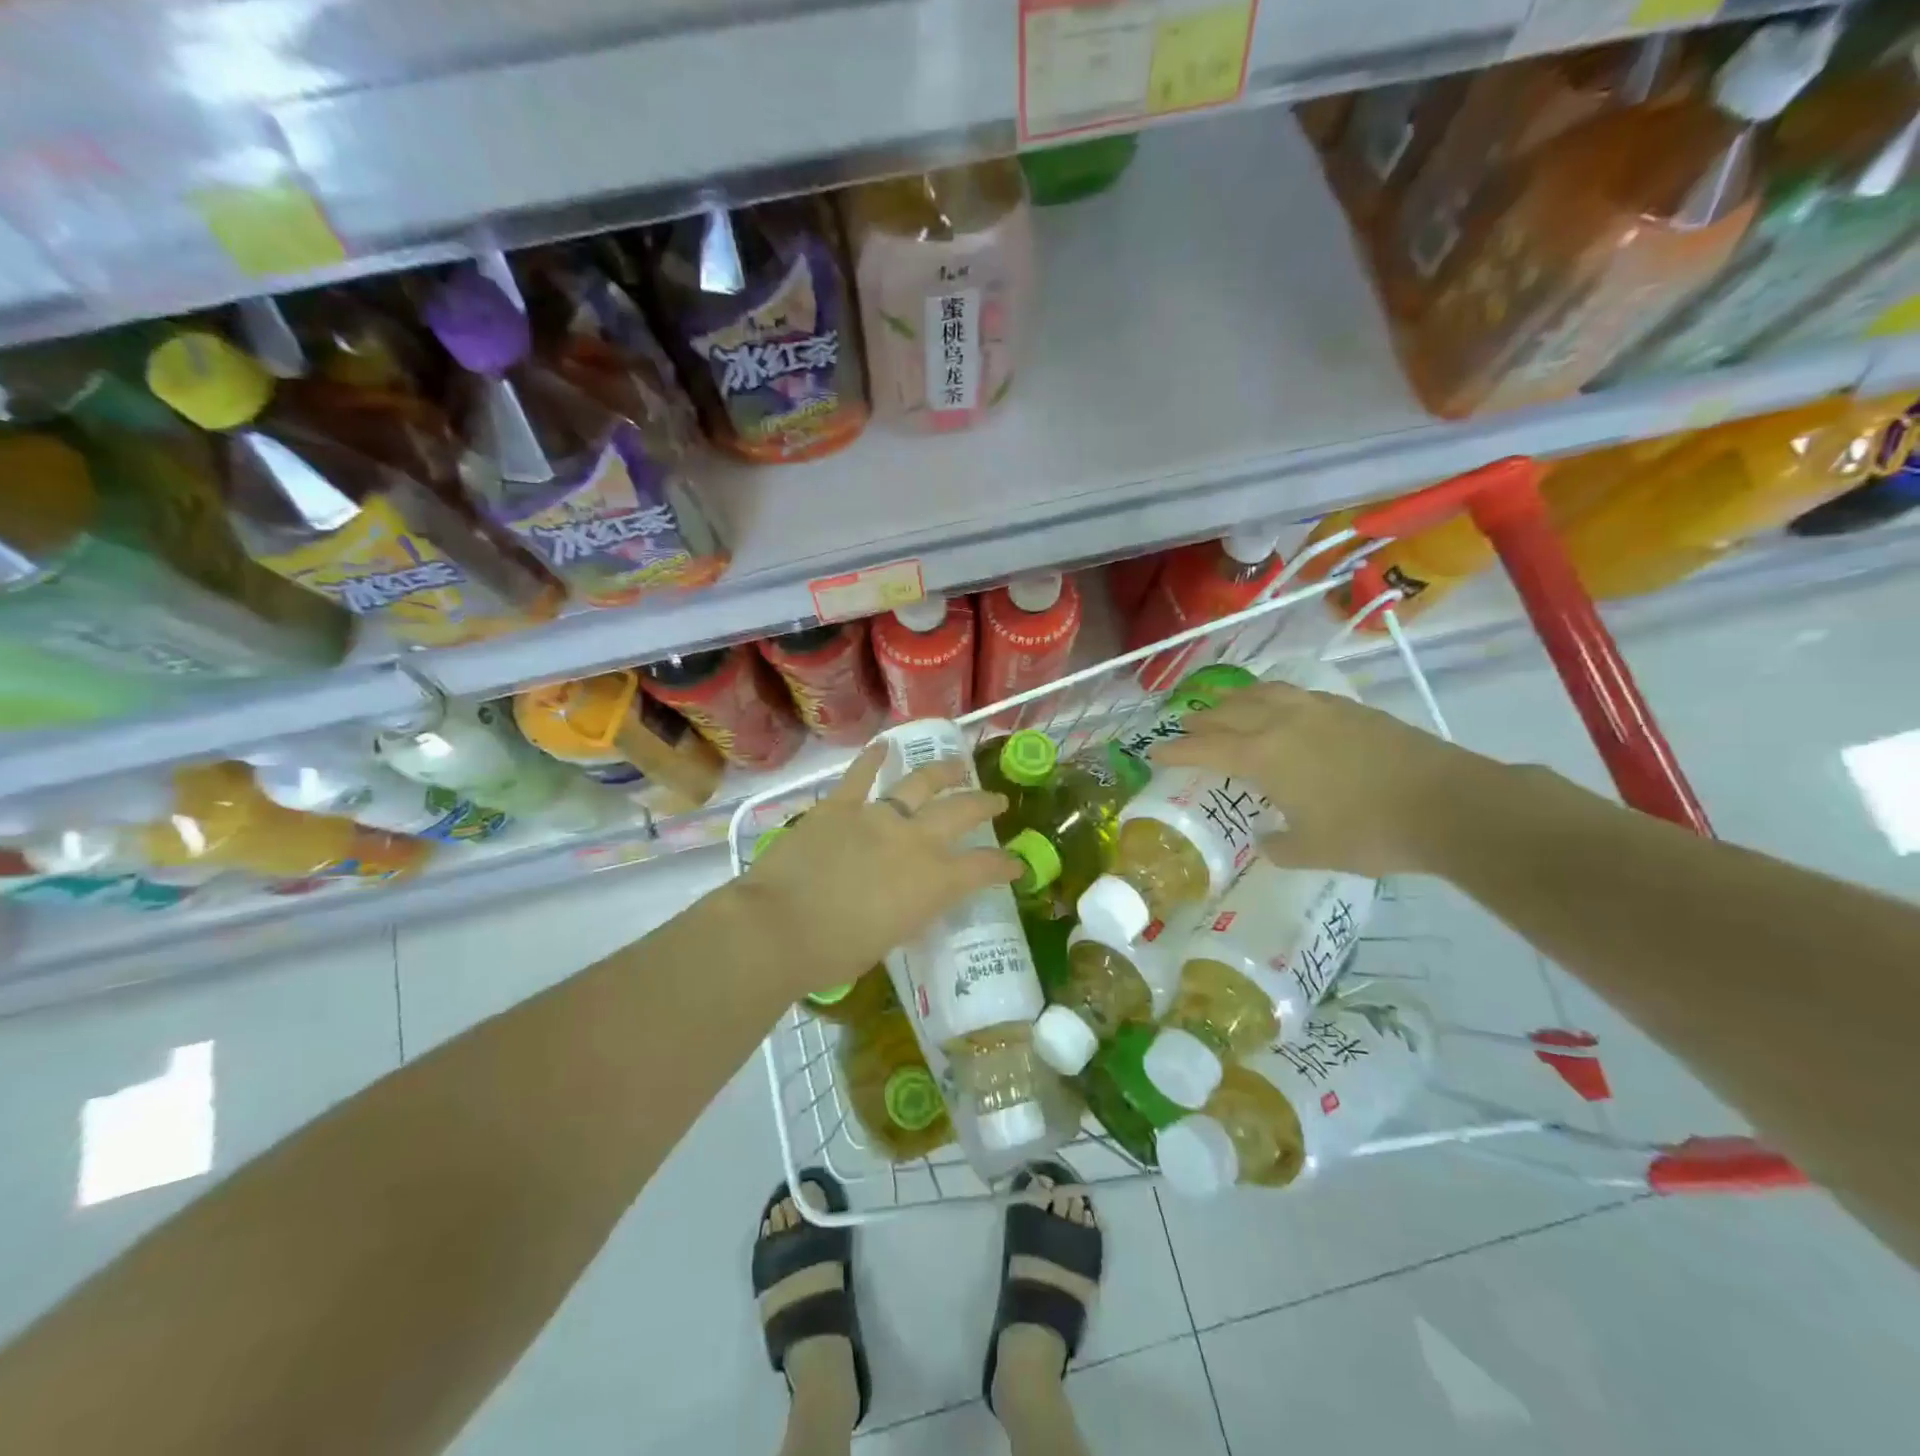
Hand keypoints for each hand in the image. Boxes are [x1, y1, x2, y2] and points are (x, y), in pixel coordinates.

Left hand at [740, 742, 1020, 997]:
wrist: (779, 927)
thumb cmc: (835, 953)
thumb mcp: (889, 940)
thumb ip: (907, 912)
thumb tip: (906, 901)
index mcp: (933, 882)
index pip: (983, 868)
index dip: (1005, 865)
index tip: (1016, 864)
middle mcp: (914, 840)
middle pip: (962, 811)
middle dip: (985, 804)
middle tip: (996, 801)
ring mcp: (876, 816)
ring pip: (920, 782)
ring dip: (943, 771)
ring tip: (956, 766)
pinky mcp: (839, 806)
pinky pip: (860, 775)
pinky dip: (873, 758)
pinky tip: (883, 745)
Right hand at [1151, 679, 1498, 876]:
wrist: (1447, 803)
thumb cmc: (1369, 832)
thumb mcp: (1314, 850)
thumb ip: (1280, 844)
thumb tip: (1268, 838)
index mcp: (1263, 756)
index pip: (1205, 749)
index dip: (1176, 750)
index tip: (1154, 752)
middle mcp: (1282, 723)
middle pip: (1228, 713)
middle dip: (1201, 721)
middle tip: (1185, 728)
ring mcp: (1318, 710)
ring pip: (1262, 694)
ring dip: (1236, 700)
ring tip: (1226, 706)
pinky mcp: (1350, 708)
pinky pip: (1296, 693)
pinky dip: (1274, 697)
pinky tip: (1282, 706)